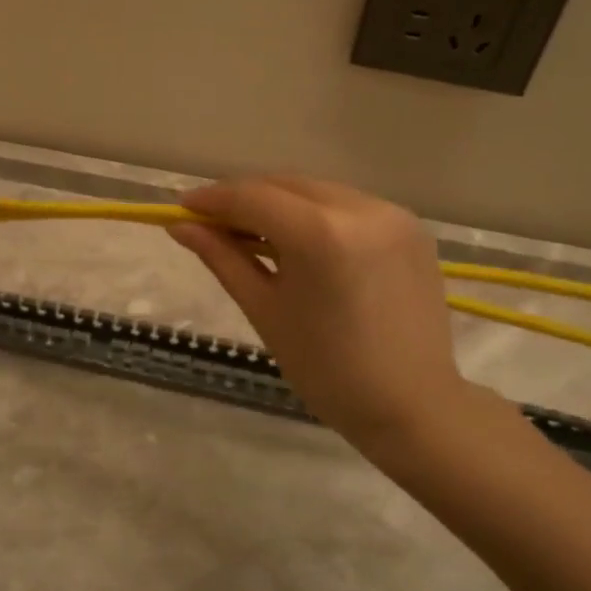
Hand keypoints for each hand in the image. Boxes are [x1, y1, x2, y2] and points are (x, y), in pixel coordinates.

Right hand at [169, 176, 469, 458]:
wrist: (410, 405)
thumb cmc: (326, 368)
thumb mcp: (264, 309)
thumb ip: (222, 257)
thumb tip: (180, 227)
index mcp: (321, 234)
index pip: (253, 197)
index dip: (212, 199)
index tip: (182, 210)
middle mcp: (360, 209)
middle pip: (285, 185)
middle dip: (244, 198)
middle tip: (211, 223)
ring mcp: (392, 214)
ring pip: (317, 191)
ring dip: (280, 204)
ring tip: (253, 234)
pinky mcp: (410, 226)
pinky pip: (348, 205)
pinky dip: (316, 214)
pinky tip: (301, 243)